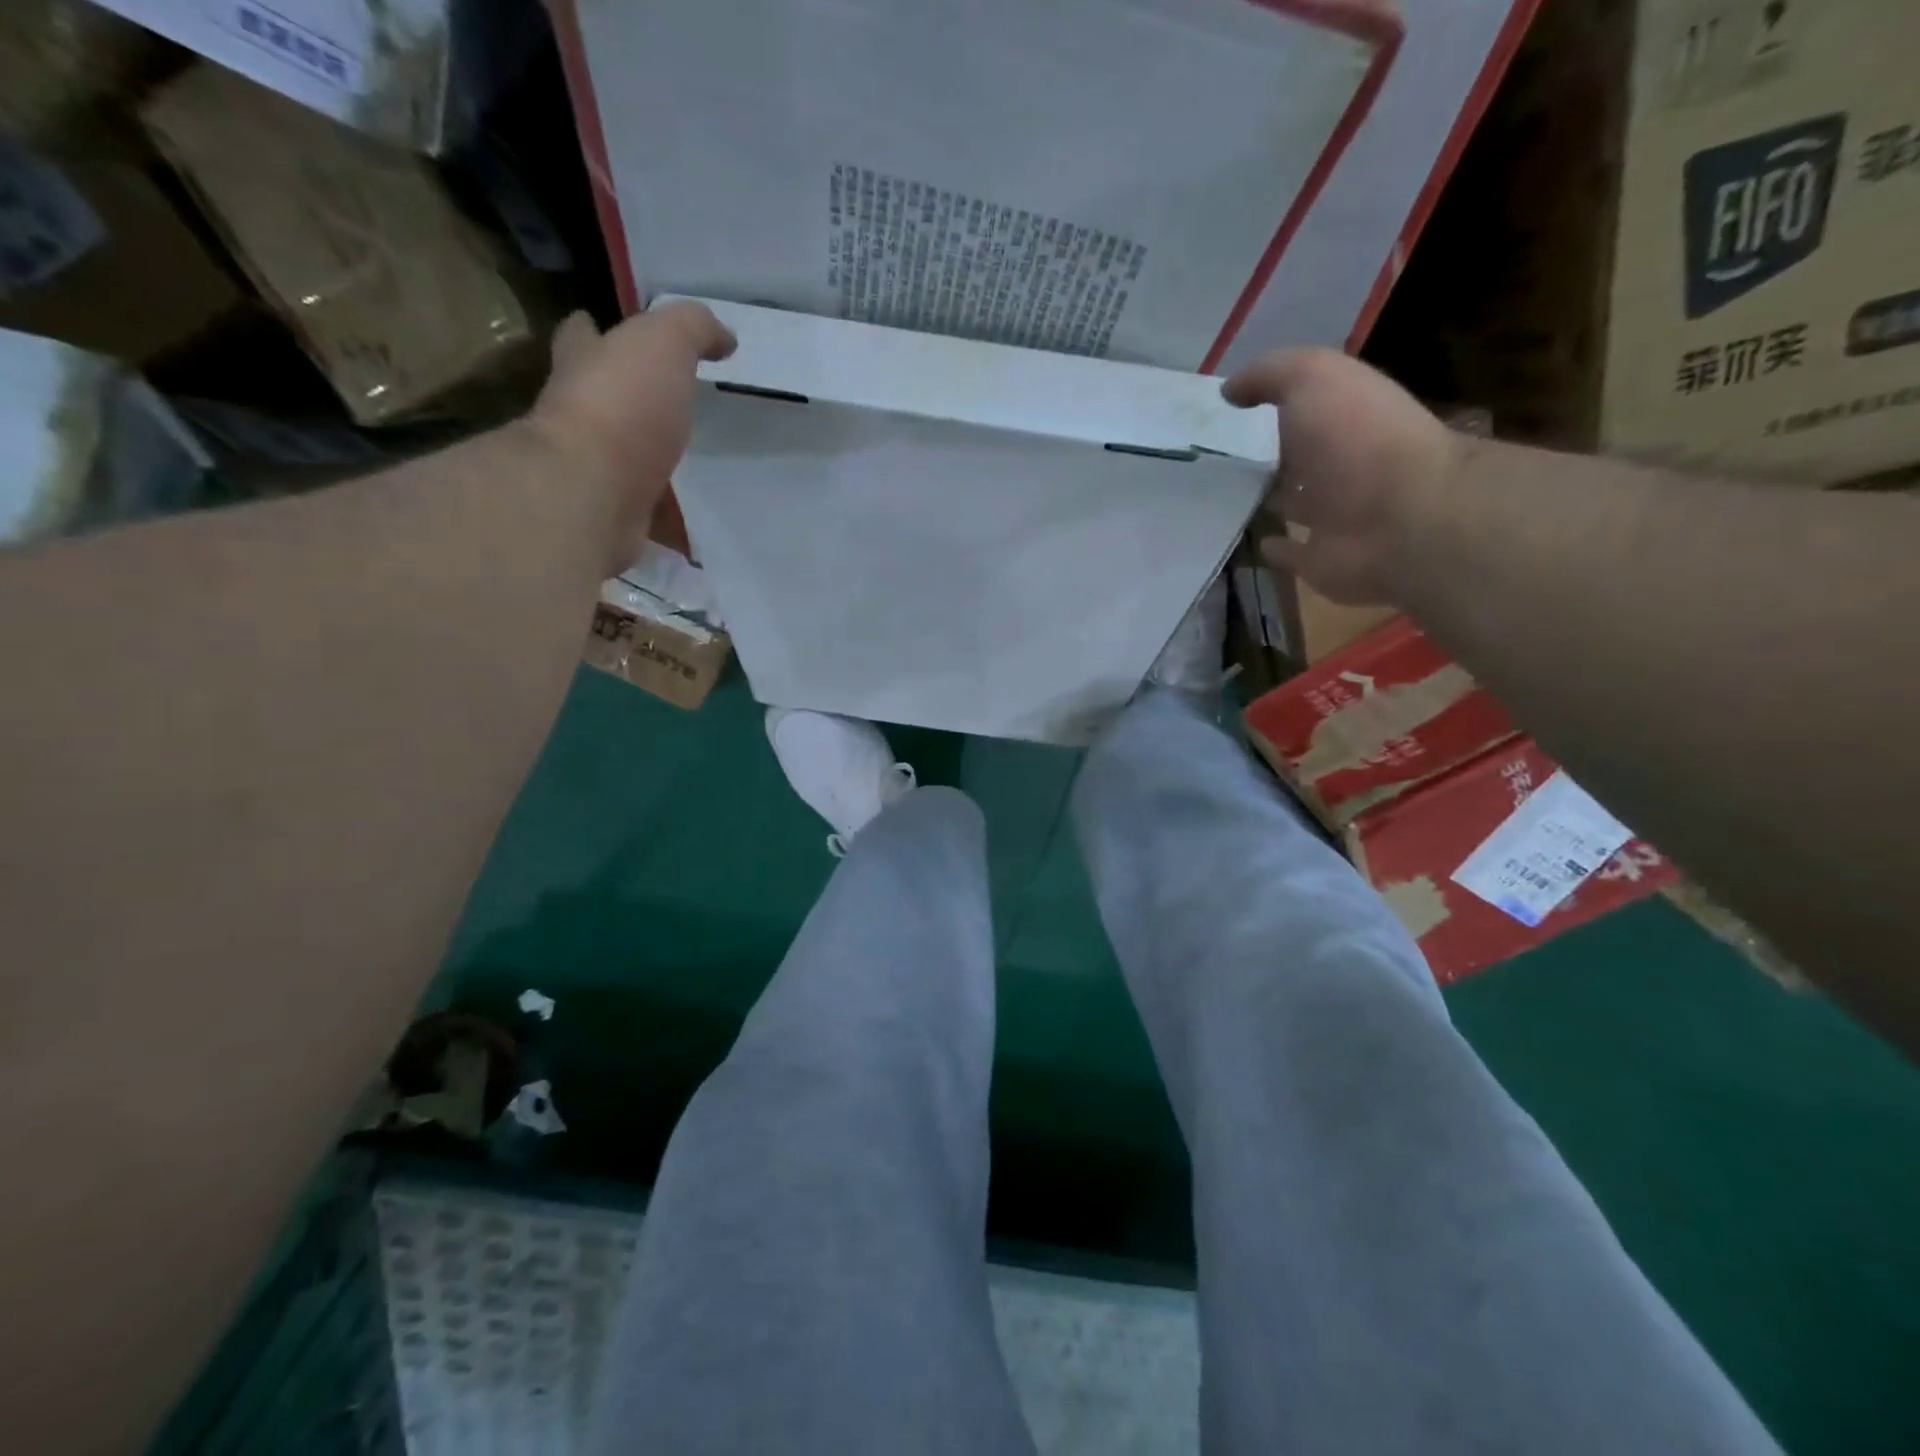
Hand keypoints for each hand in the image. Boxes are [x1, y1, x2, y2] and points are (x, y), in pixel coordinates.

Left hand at [526, 302, 735, 573]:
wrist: (592, 494)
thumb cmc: (623, 407)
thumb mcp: (663, 344)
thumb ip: (693, 329)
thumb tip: (723, 337)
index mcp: (586, 368)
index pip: (580, 337)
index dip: (591, 331)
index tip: (602, 328)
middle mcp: (580, 417)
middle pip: (602, 402)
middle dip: (627, 402)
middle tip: (667, 408)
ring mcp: (595, 472)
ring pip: (627, 462)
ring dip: (650, 465)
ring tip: (691, 470)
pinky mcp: (615, 518)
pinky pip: (651, 516)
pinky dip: (669, 520)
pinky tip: (695, 525)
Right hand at [1223, 347, 1460, 606]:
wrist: (1400, 516)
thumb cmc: (1356, 438)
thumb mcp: (1313, 379)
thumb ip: (1270, 374)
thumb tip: (1229, 391)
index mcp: (1341, 416)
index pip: (1299, 405)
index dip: (1264, 403)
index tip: (1219, 412)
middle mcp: (1338, 462)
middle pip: (1293, 455)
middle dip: (1261, 453)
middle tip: (1210, 458)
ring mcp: (1331, 514)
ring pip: (1289, 503)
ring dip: (1265, 499)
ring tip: (1220, 498)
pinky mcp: (1319, 559)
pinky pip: (1290, 552)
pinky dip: (1274, 548)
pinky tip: (1253, 541)